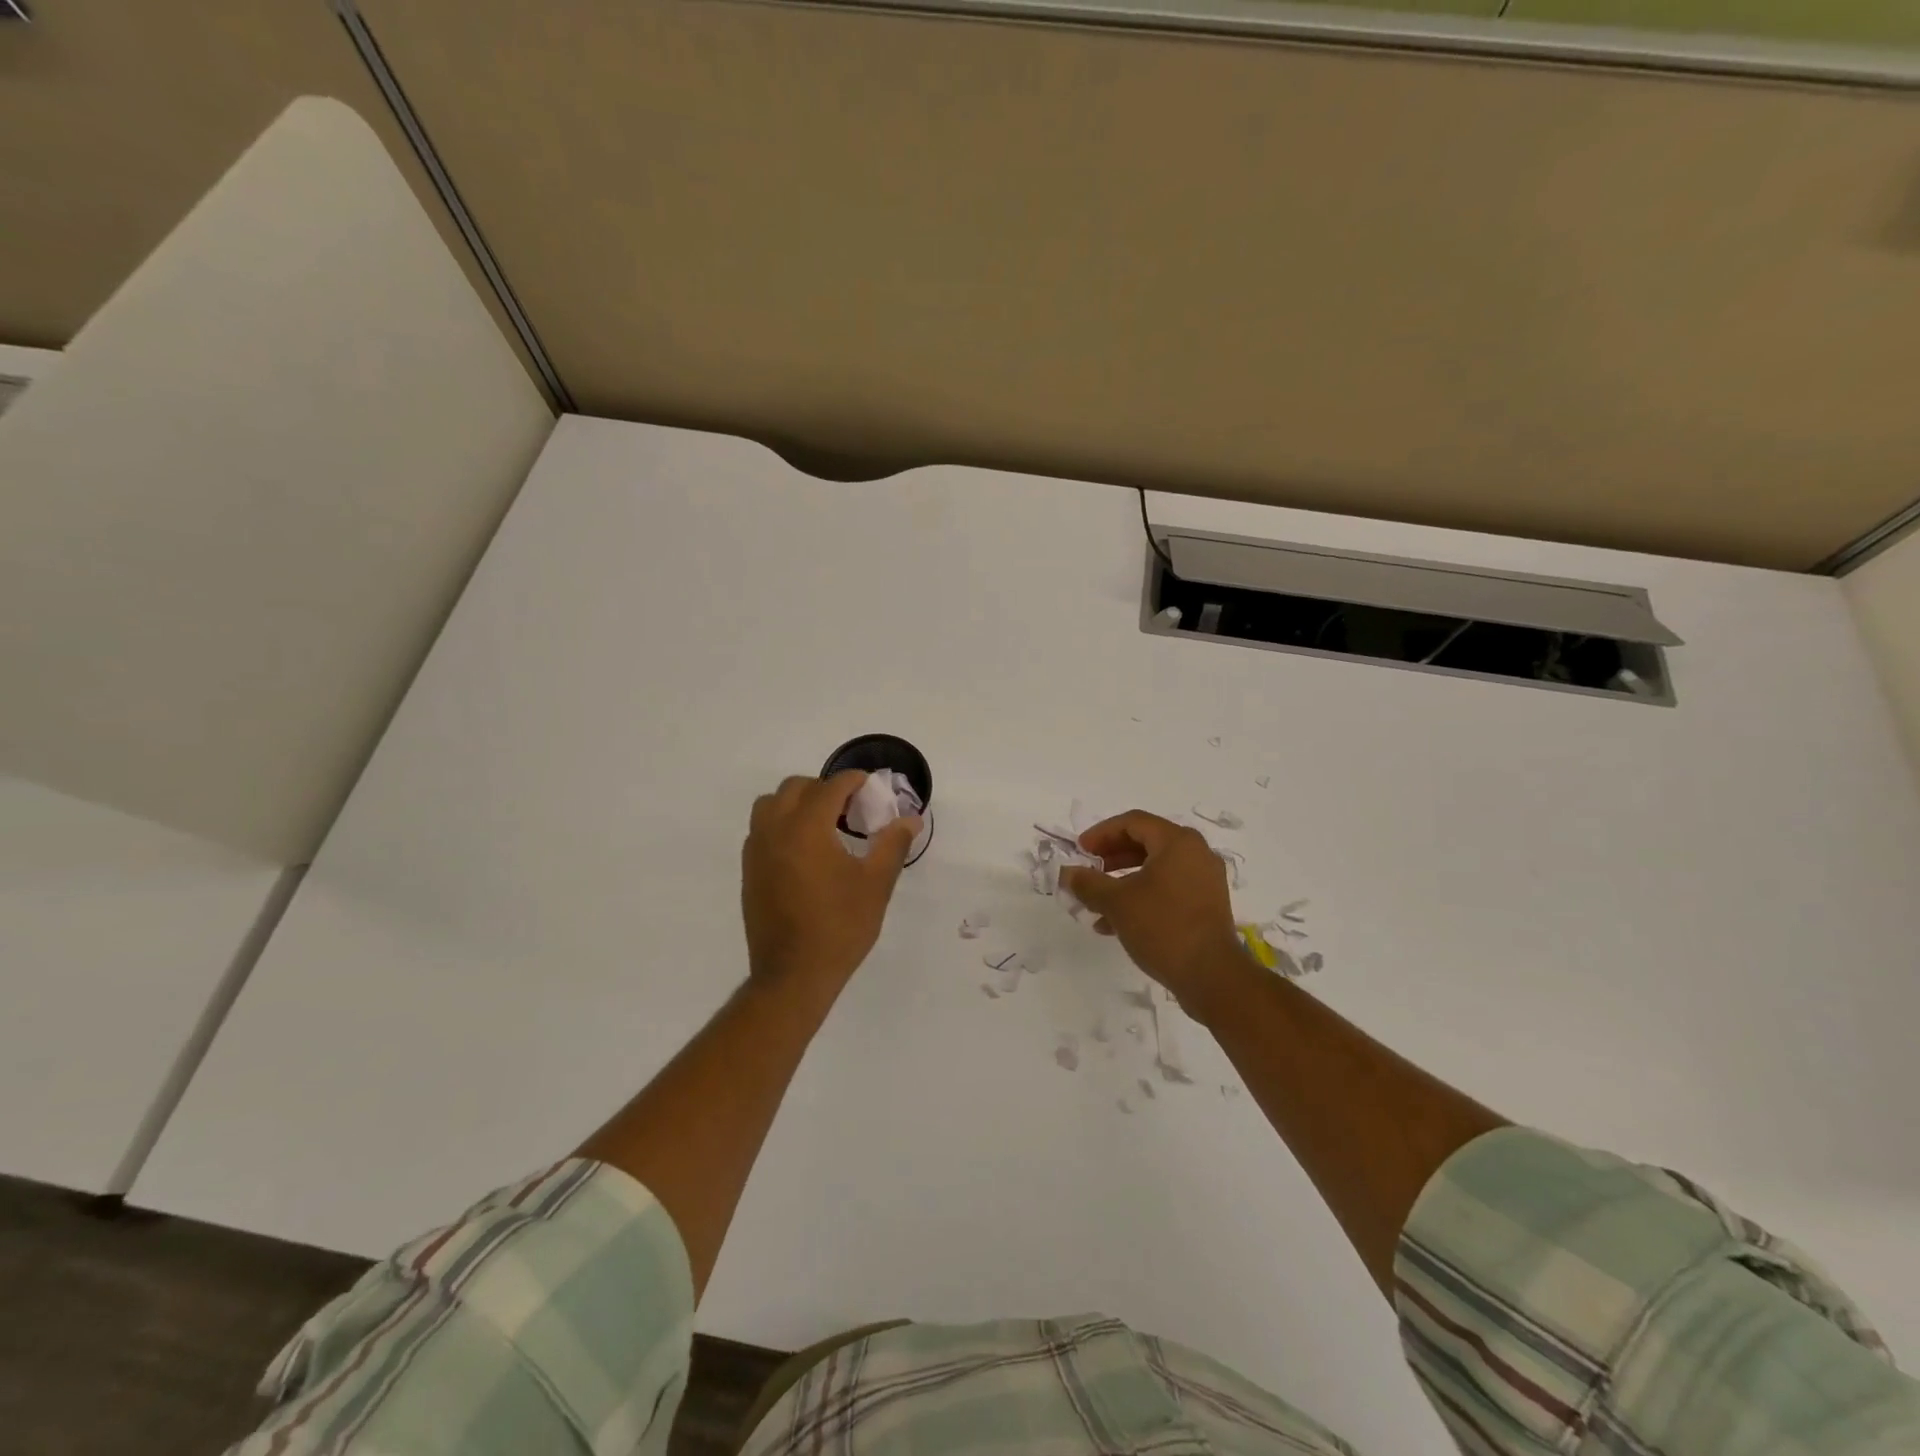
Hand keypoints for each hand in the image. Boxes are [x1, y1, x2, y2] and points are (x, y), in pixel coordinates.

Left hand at [741, 771, 919, 994]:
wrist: (793, 975)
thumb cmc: (840, 927)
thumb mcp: (876, 884)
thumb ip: (892, 844)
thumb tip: (910, 820)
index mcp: (807, 827)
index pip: (830, 787)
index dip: (853, 781)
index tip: (871, 788)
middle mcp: (775, 830)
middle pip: (796, 788)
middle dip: (824, 789)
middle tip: (850, 809)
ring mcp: (756, 850)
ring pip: (771, 804)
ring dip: (797, 803)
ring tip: (823, 825)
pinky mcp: (749, 871)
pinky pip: (761, 830)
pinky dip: (782, 824)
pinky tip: (805, 851)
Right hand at [1060, 811, 1250, 1021]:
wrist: (1212, 976)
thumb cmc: (1162, 927)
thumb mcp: (1116, 902)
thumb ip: (1088, 883)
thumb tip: (1066, 873)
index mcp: (1177, 842)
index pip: (1133, 822)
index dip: (1102, 833)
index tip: (1081, 850)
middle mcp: (1196, 853)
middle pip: (1146, 842)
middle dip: (1112, 856)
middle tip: (1089, 869)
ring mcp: (1204, 880)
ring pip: (1156, 868)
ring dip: (1123, 880)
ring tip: (1097, 901)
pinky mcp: (1206, 905)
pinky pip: (1168, 888)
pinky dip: (1141, 896)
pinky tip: (1115, 923)